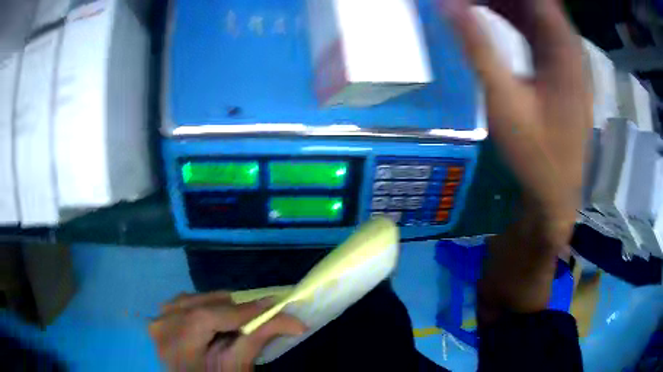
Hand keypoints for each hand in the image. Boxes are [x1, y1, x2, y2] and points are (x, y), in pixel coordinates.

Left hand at [149, 292, 305, 370]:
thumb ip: (257, 340)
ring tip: (242, 321)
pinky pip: (189, 301)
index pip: (206, 318)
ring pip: (198, 299)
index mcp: (175, 346)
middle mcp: (161, 325)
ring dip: (223, 308)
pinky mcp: (163, 314)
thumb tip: (292, 320)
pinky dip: (209, 307)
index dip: (241, 311)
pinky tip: (219, 319)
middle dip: (236, 310)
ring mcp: (159, 317)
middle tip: (264, 315)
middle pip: (203, 305)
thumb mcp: (236, 368)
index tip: (274, 306)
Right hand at [442, 0, 591, 245]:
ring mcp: (566, 57)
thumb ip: (477, 46)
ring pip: (533, 12)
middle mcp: (569, 46)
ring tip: (469, 3)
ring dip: (502, 2)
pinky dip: (511, 17)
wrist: (555, 192)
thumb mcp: (504, 99)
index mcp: (563, 48)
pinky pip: (535, 29)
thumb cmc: (535, 153)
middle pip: (534, 2)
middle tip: (465, 0)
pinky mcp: (560, 68)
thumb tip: (446, 3)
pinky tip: (488, 15)